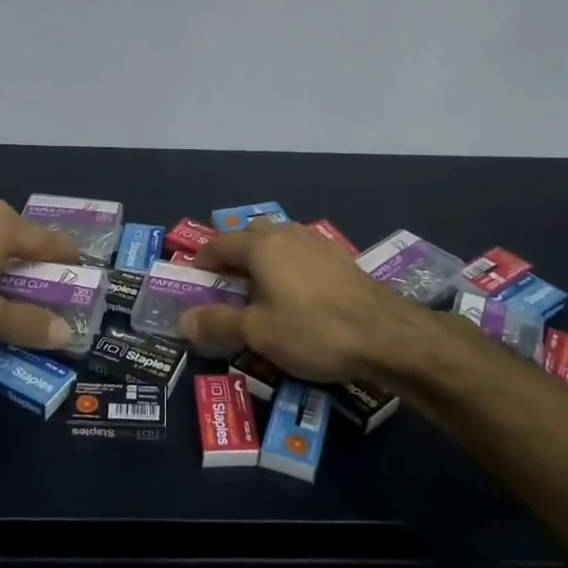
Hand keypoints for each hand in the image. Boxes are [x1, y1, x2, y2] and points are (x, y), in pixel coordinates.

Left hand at [0, 200, 82, 363]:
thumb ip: (29, 323)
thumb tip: (68, 333)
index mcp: (2, 226)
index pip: (53, 242)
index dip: (74, 264)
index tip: (94, 285)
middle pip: (29, 249)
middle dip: (48, 278)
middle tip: (69, 307)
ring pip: (5, 260)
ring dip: (21, 286)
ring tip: (39, 315)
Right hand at [179, 218, 419, 381]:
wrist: (385, 333)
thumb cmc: (313, 330)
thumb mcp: (258, 334)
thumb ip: (217, 323)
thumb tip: (182, 321)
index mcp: (260, 246)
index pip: (218, 245)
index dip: (201, 264)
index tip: (194, 285)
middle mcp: (285, 234)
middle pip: (248, 235)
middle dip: (232, 256)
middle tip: (226, 287)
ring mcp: (315, 242)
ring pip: (277, 240)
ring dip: (262, 258)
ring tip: (260, 290)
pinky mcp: (338, 256)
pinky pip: (300, 252)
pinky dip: (287, 265)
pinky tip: (296, 293)